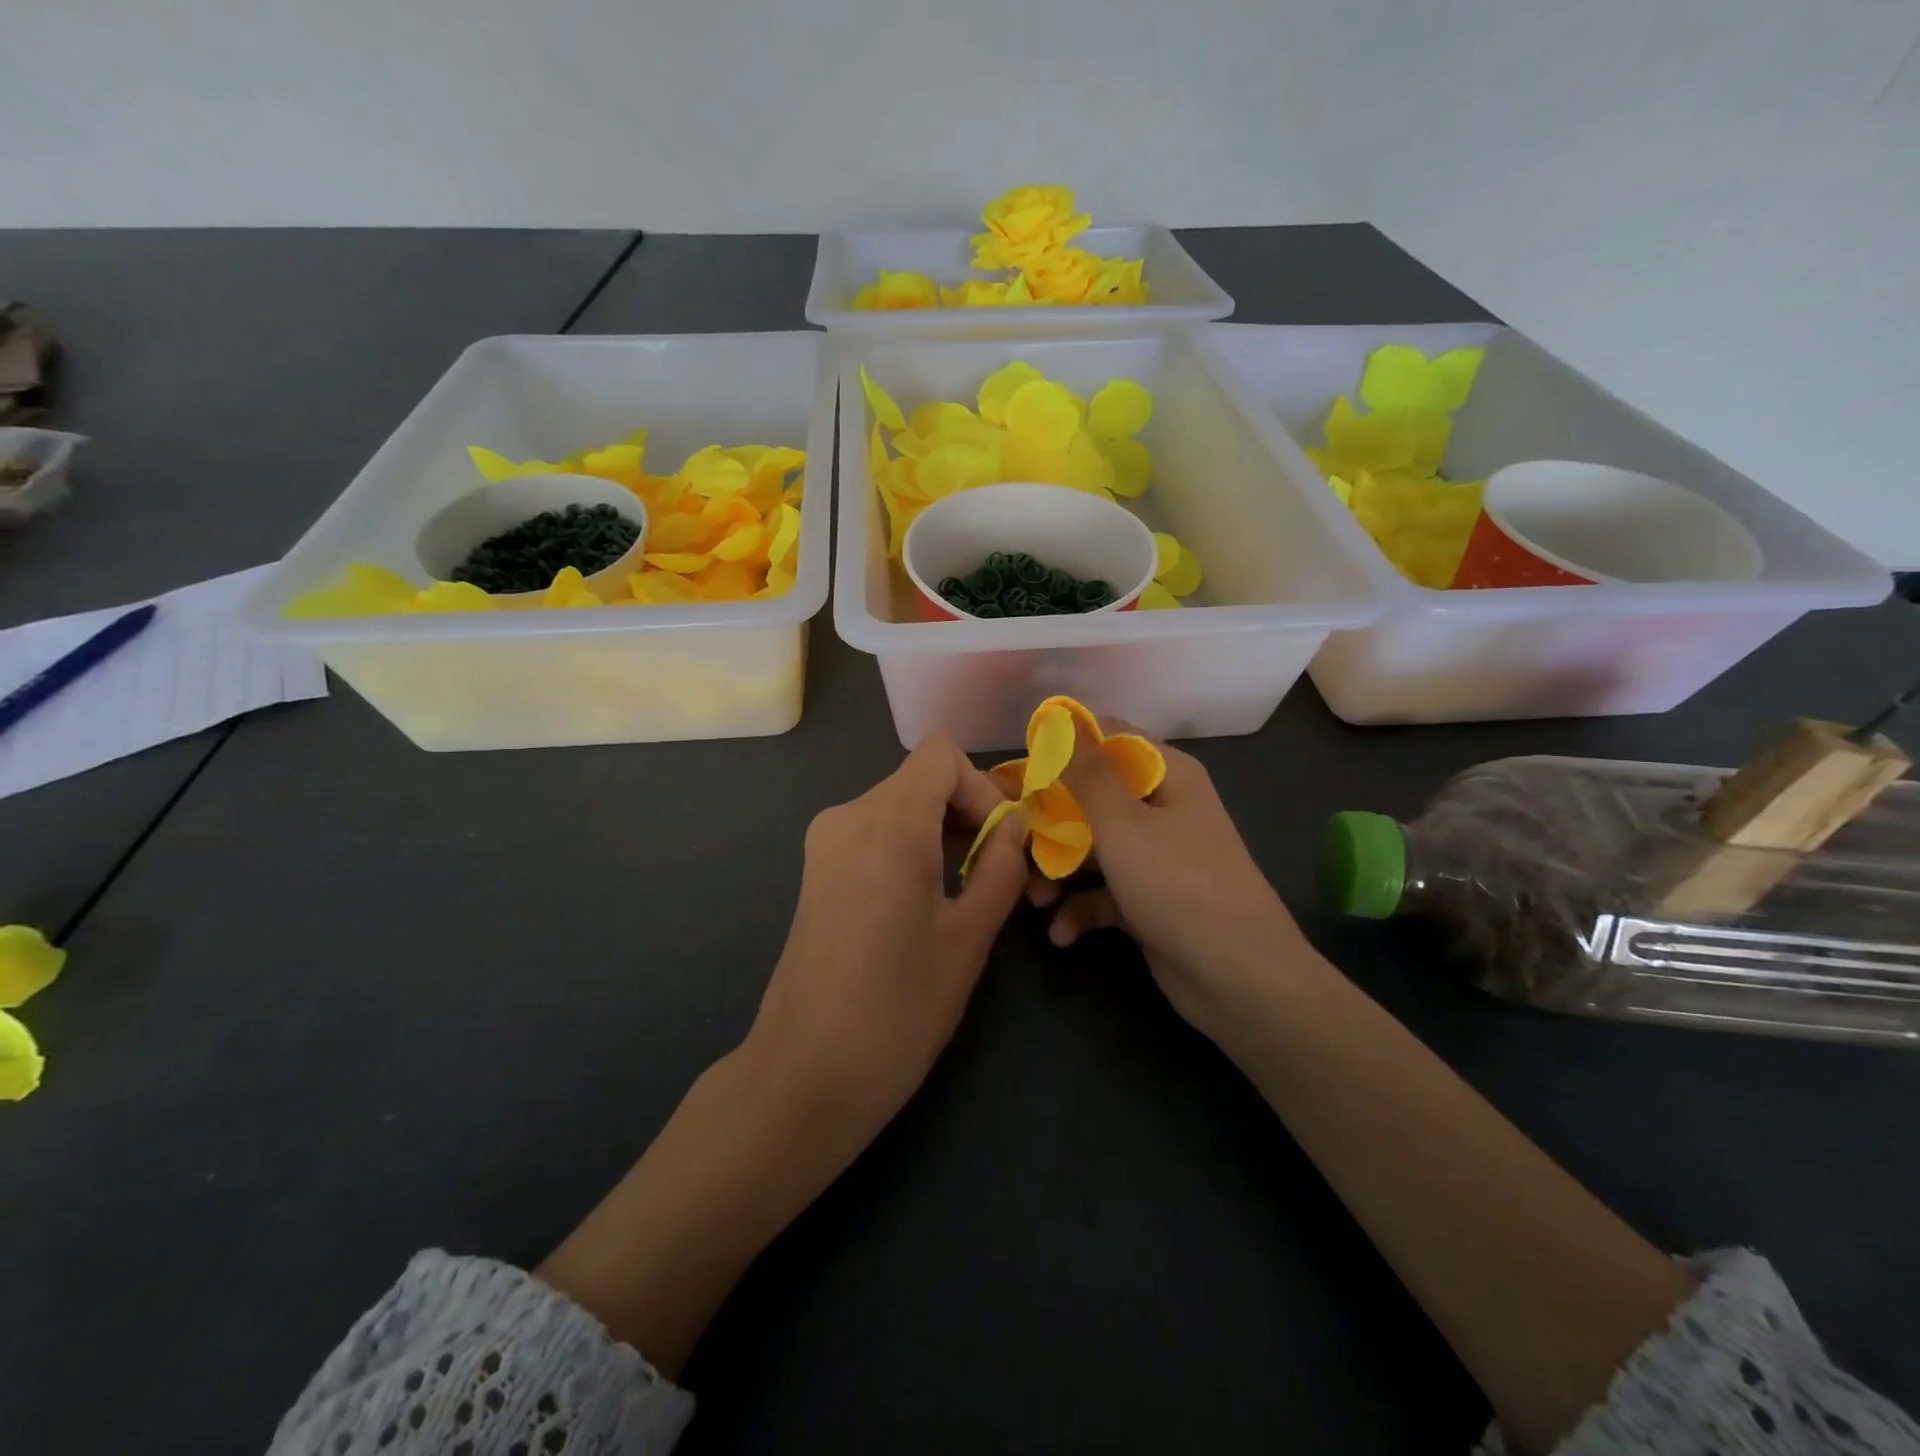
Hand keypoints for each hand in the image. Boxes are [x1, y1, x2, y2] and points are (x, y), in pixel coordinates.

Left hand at [746, 733, 1030, 1151]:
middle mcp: (848, 816)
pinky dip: (911, 848)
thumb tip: (1017, 826)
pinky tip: (927, 902)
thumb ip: (1001, 867)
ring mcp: (825, 843)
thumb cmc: (898, 1008)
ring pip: (899, 807)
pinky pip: (875, 834)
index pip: (940, 756)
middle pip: (920, 780)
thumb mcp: (968, 937)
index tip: (1002, 842)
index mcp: (887, 822)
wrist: (804, 1074)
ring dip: (942, 833)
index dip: (981, 788)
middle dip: (968, 812)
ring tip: (971, 892)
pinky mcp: (817, 871)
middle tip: (1002, 873)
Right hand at [1030, 721, 1316, 1043]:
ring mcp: (1156, 856)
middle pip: (1092, 798)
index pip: (1109, 739)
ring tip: (1034, 900)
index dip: (1065, 749)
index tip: (1024, 771)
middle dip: (1051, 822)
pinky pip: (1104, 892)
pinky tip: (1062, 933)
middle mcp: (1162, 808)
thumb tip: (1062, 718)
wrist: (1240, 980)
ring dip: (1059, 872)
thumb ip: (1086, 773)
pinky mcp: (1148, 899)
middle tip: (1014, 842)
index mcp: (1167, 775)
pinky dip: (1081, 909)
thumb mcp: (1123, 824)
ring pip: (1092, 847)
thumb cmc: (1179, 885)